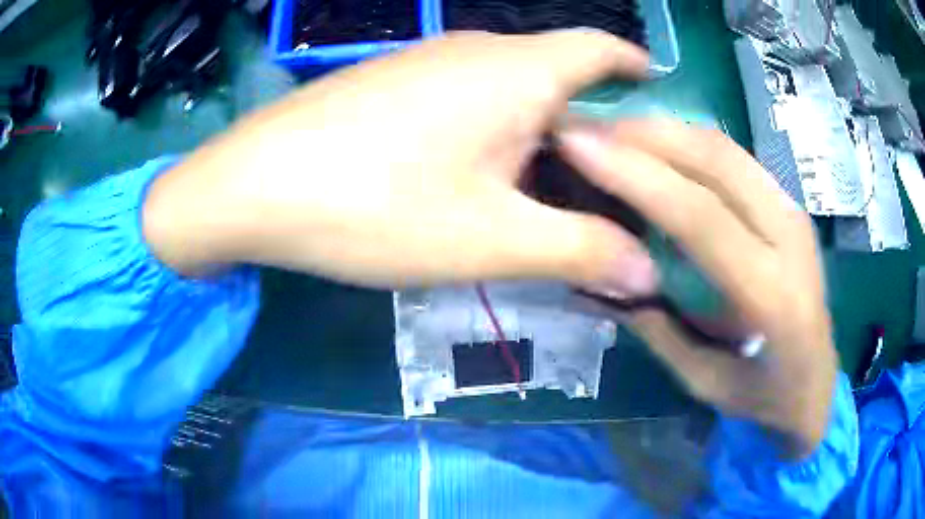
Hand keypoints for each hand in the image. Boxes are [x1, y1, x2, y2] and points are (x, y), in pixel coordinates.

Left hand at [143, 31, 655, 295]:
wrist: (251, 187)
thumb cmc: (373, 205)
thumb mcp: (490, 239)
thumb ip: (580, 250)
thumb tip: (648, 273)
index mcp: (518, 70)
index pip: (601, 48)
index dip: (637, 67)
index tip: (660, 100)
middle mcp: (478, 51)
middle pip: (562, 72)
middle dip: (598, 118)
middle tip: (620, 176)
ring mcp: (429, 63)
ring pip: (514, 86)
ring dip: (545, 128)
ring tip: (561, 184)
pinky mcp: (393, 85)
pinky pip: (471, 96)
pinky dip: (499, 128)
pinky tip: (487, 171)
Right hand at [558, 119, 837, 457]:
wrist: (818, 383)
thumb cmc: (764, 398)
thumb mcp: (703, 383)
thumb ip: (656, 329)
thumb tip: (599, 280)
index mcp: (773, 296)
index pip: (701, 218)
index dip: (636, 175)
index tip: (578, 146)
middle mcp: (790, 237)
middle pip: (715, 161)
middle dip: (643, 135)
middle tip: (585, 129)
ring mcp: (793, 211)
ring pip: (724, 147)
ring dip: (664, 130)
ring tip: (610, 131)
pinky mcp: (788, 203)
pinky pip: (733, 157)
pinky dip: (687, 141)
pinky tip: (655, 145)